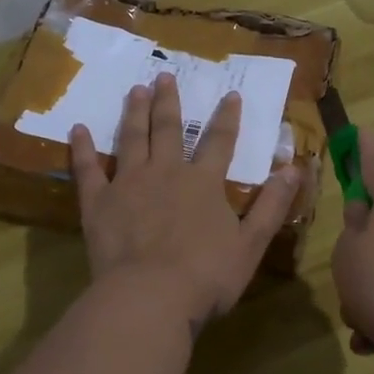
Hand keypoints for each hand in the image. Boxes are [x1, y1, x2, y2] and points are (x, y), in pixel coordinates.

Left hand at [70, 72, 299, 329]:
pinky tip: (78, 130)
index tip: (230, 94)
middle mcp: (166, 172)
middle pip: (169, 130)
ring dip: (134, 113)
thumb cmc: (206, 275)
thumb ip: (272, 204)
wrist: (150, 297)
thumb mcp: (251, 243)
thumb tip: (295, 168)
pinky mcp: (98, 203)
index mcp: (204, 183)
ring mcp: (129, 184)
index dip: (227, 117)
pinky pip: (88, 170)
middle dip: (168, 102)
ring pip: (132, 139)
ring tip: (134, 90)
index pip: (220, 141)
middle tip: (163, 76)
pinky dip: (83, 149)